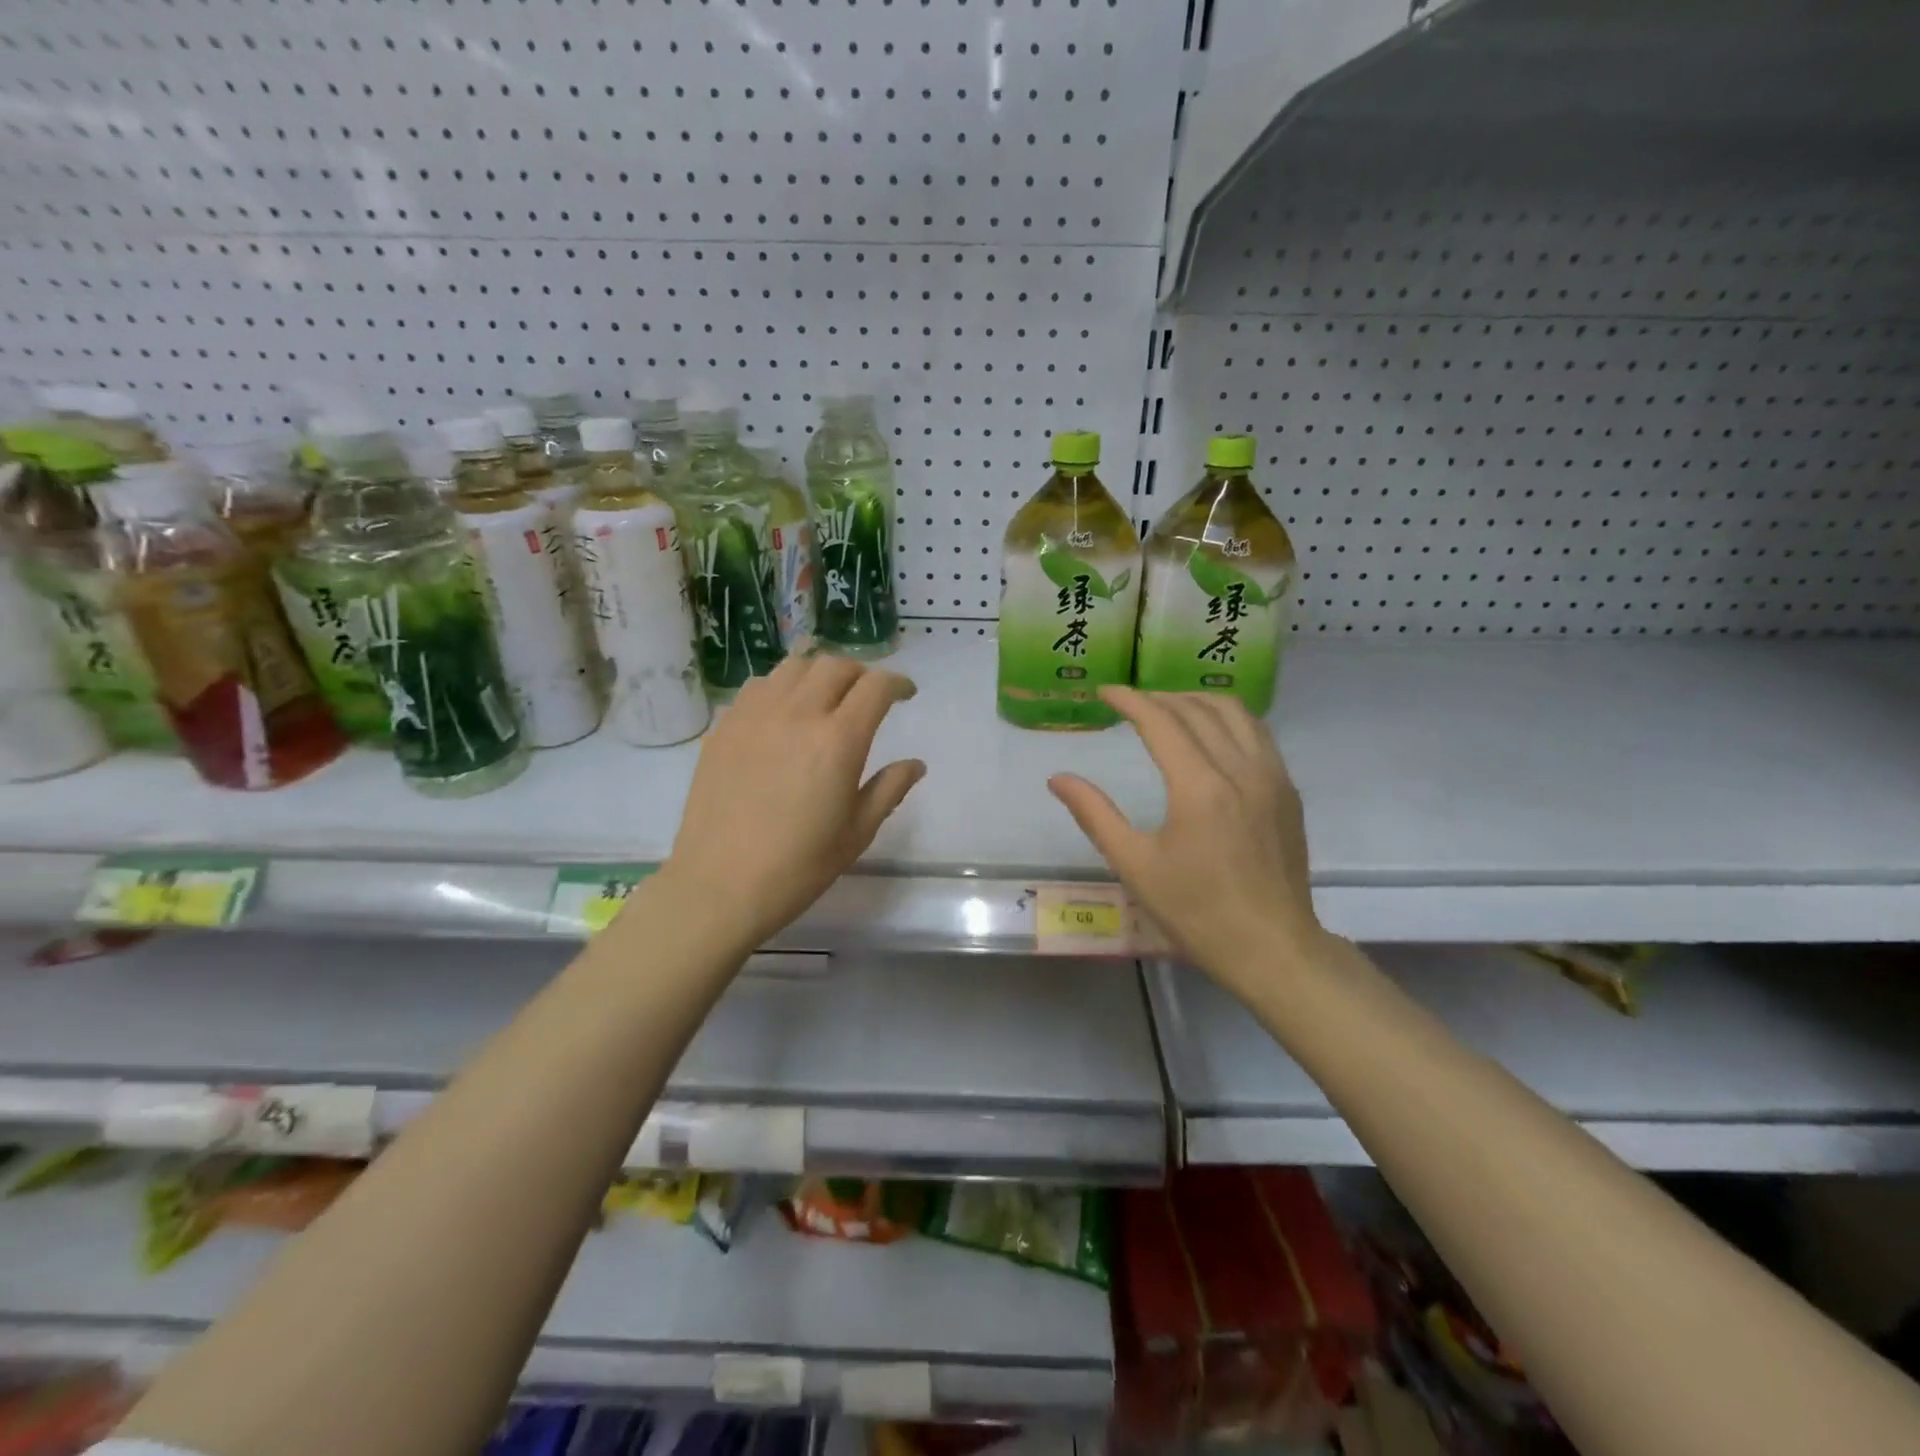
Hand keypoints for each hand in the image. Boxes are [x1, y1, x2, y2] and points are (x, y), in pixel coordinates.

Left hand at [659, 652, 924, 951]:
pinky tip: (784, 712)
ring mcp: (755, 716)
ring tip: (826, 696)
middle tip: (868, 697)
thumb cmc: (799, 866)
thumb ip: (890, 789)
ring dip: (820, 673)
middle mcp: (798, 714)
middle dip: (861, 674)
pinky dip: (782, 686)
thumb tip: (915, 764)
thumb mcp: (858, 832)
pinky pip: (758, 686)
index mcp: (839, 740)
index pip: (876, 686)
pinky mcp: (724, 727)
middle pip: (836, 666)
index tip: (906, 694)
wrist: (720, 885)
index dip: (897, 683)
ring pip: (794, 666)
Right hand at [1047, 687, 1326, 993]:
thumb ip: (1095, 814)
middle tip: (1131, 703)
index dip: (1130, 700)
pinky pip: (1258, 734)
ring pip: (1236, 713)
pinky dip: (1228, 720)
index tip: (1105, 692)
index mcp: (1199, 787)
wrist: (1272, 948)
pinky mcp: (1288, 791)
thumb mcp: (1135, 865)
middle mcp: (1240, 769)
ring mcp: (1272, 778)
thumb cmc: (1196, 911)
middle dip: (1160, 698)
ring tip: (1169, 709)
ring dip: (1197, 701)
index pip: (1161, 721)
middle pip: (1198, 709)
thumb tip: (1058, 779)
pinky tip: (1212, 735)